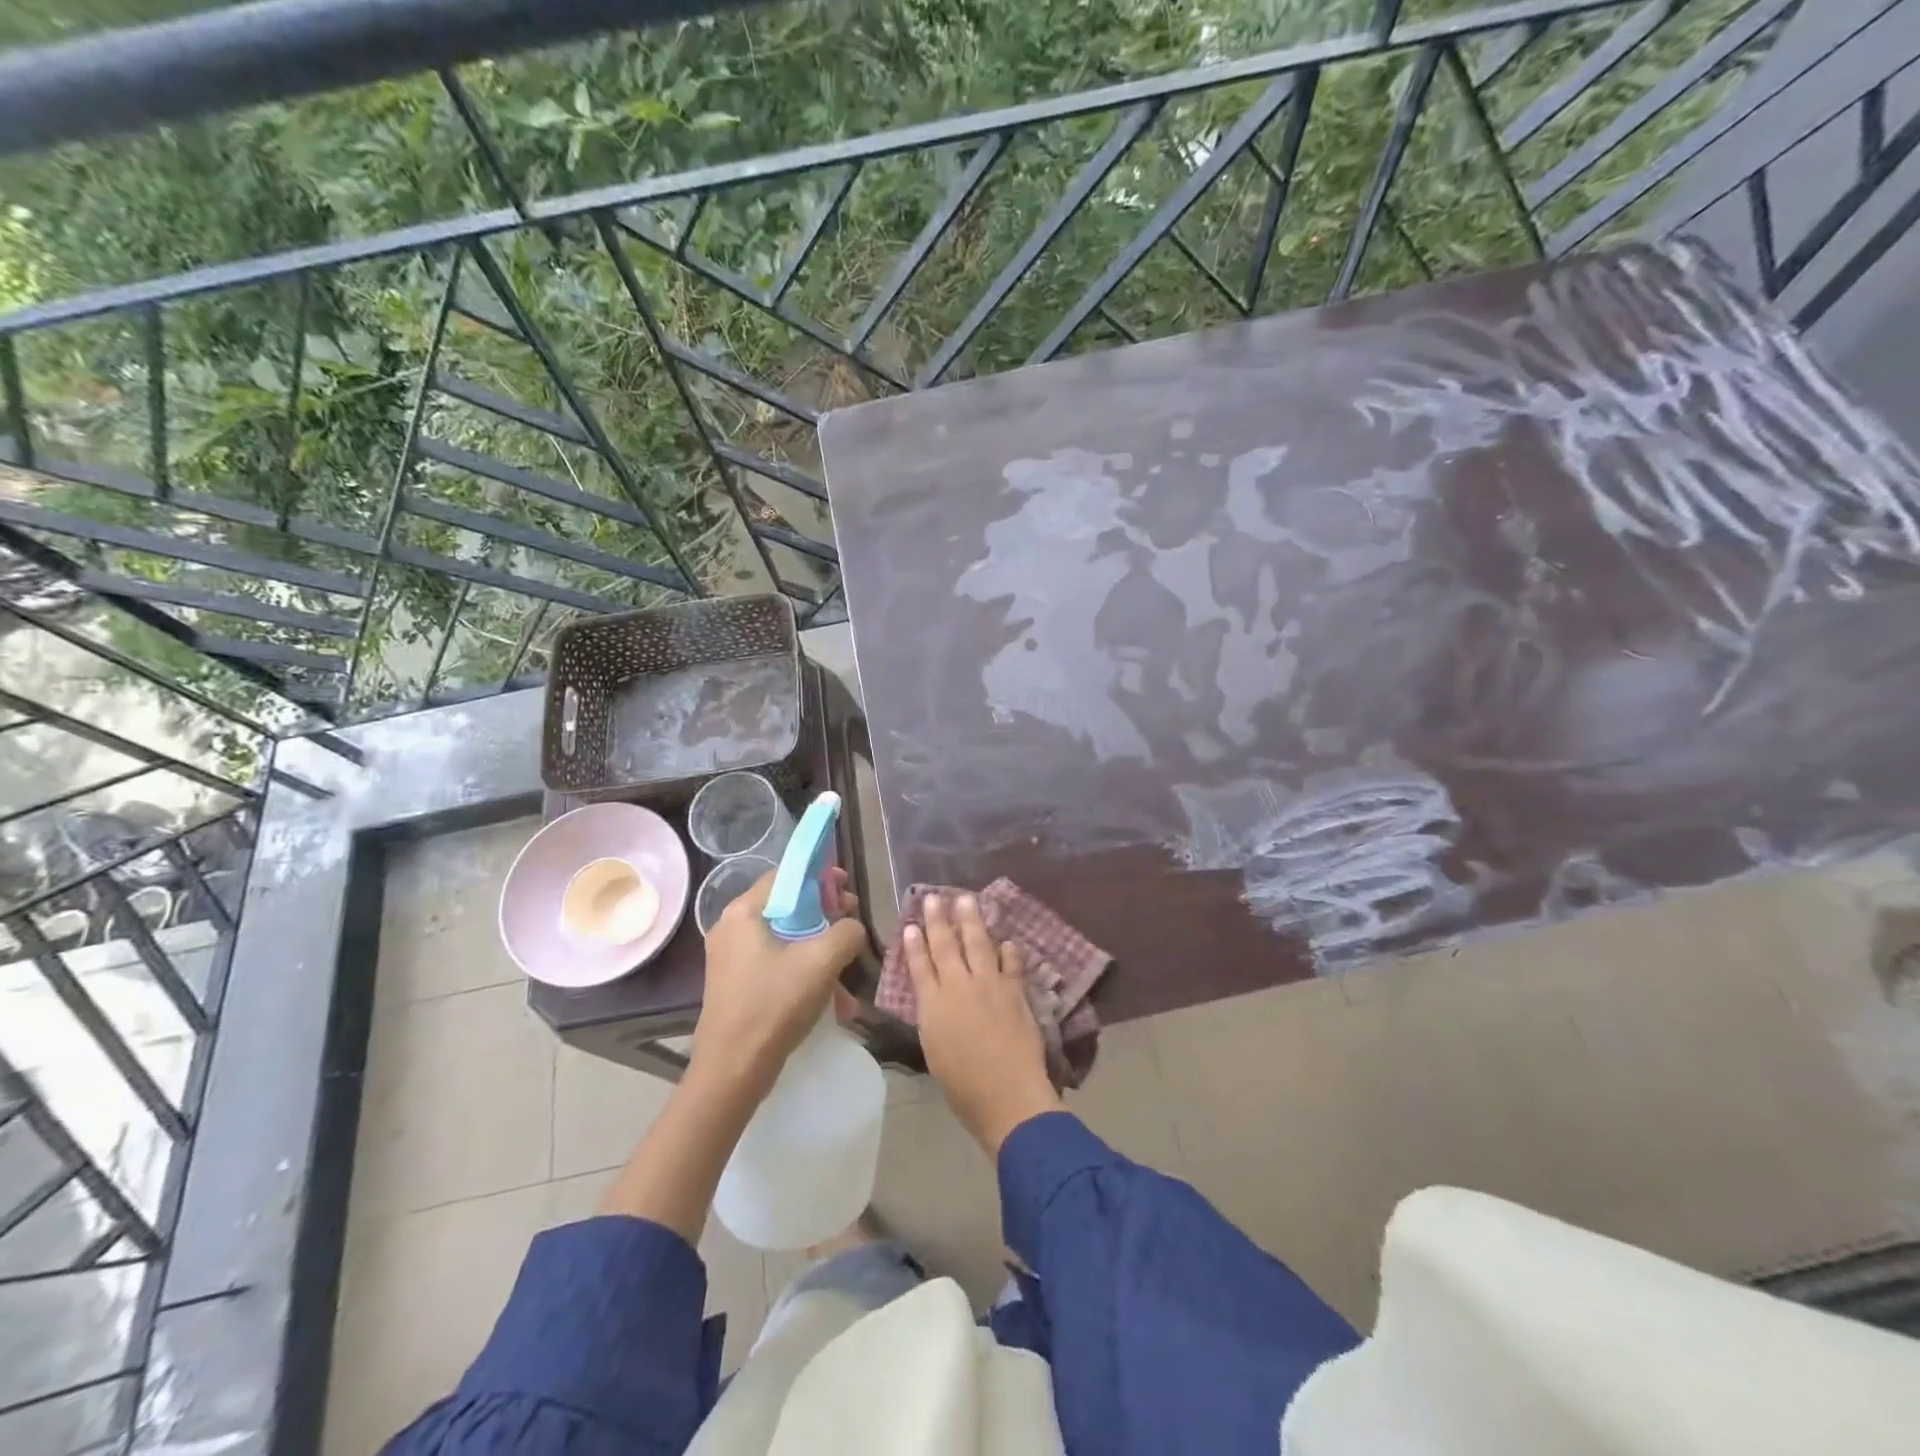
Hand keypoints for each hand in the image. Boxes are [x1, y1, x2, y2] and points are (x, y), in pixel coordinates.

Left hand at [694, 867, 866, 1096]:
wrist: (733, 1071)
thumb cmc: (774, 1004)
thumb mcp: (822, 961)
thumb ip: (846, 931)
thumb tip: (851, 928)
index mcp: (743, 912)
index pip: (786, 876)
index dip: (821, 878)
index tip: (847, 891)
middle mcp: (732, 928)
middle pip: (788, 907)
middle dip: (825, 917)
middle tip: (852, 927)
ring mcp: (732, 958)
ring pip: (786, 939)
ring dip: (820, 951)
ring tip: (848, 972)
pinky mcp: (737, 984)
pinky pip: (778, 964)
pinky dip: (804, 973)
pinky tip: (832, 1001)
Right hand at [904, 893, 1062, 1155]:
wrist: (1007, 1095)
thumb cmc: (963, 1086)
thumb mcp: (934, 1050)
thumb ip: (934, 1018)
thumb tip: (935, 999)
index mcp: (933, 1005)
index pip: (920, 966)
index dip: (915, 944)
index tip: (911, 925)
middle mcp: (959, 987)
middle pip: (946, 946)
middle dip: (939, 920)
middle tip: (934, 897)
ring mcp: (990, 985)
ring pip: (978, 943)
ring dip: (972, 920)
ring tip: (966, 899)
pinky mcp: (1015, 991)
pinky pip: (1011, 963)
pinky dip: (1009, 951)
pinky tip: (1007, 941)